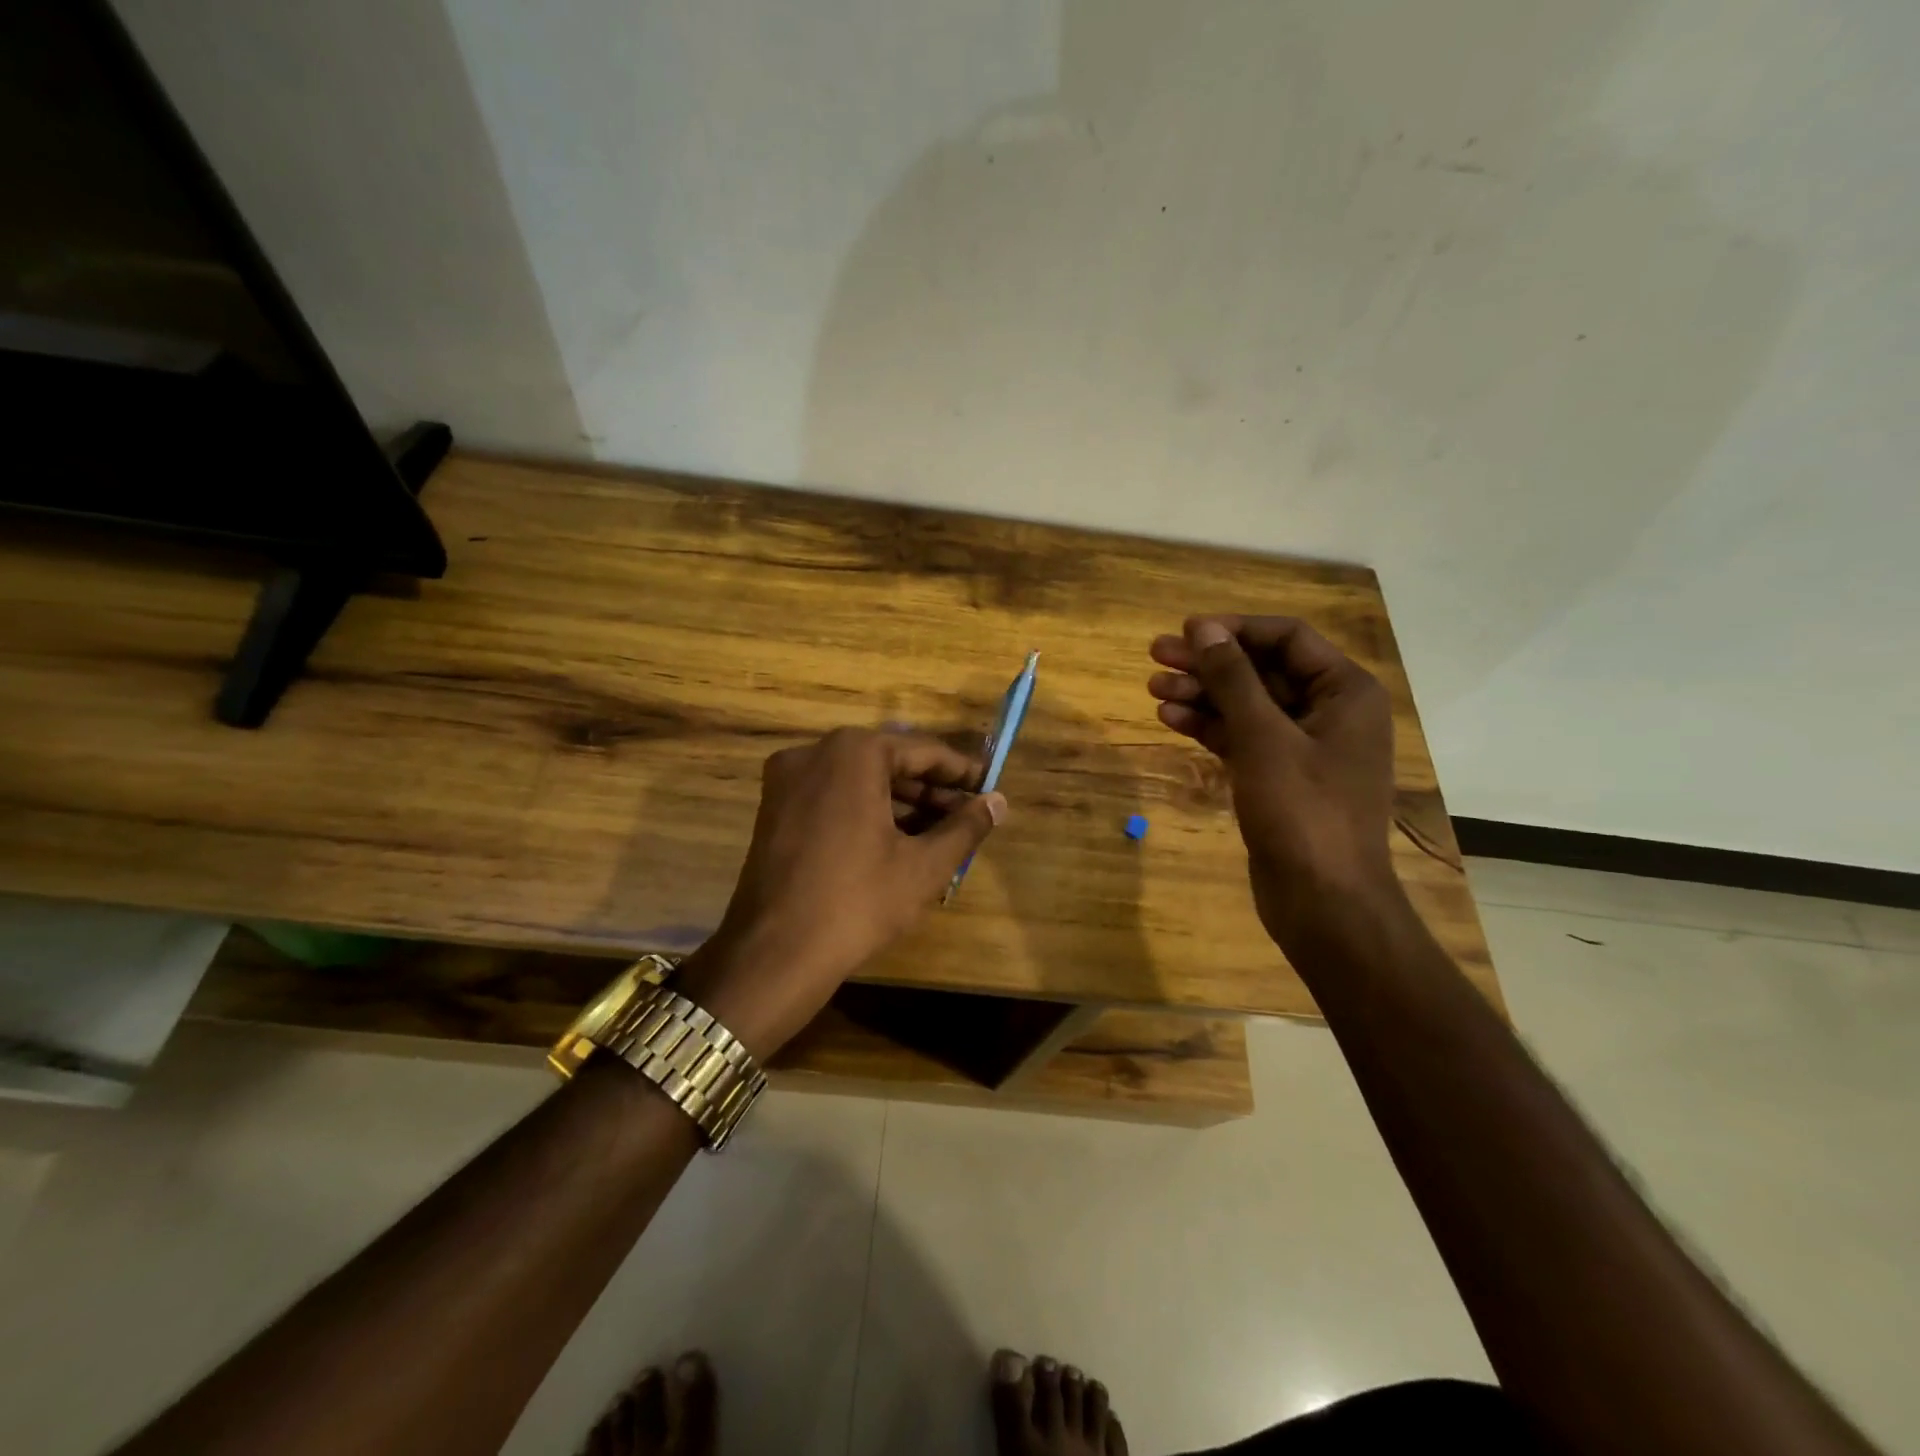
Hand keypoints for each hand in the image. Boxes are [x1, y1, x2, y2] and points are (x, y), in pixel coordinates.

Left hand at [675, 728, 1006, 1058]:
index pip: (922, 752)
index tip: (989, 788)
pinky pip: (833, 797)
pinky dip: (867, 812)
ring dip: (901, 804)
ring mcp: (787, 780)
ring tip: (942, 833)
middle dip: (931, 791)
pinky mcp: (774, 809)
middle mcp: (815, 752)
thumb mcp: (924, 865)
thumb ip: (966, 827)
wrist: (775, 954)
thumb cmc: (858, 901)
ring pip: (860, 781)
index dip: (961, 772)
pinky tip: (899, 840)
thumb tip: (999, 802)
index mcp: (853, 753)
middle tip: (969, 816)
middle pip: (888, 763)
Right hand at [1148, 615, 1401, 952]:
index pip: (1287, 638)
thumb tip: (1203, 628)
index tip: (1186, 631)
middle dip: (1209, 663)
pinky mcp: (1279, 778)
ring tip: (1152, 689)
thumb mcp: (1263, 738)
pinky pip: (1242, 738)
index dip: (1234, 630)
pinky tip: (1170, 719)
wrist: (1324, 902)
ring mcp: (1303, 747)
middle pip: (1262, 671)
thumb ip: (1232, 679)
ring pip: (1247, 705)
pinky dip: (1209, 727)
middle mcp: (1329, 711)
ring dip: (1202, 695)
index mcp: (1345, 692)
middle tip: (1156, 656)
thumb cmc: (1303, 812)